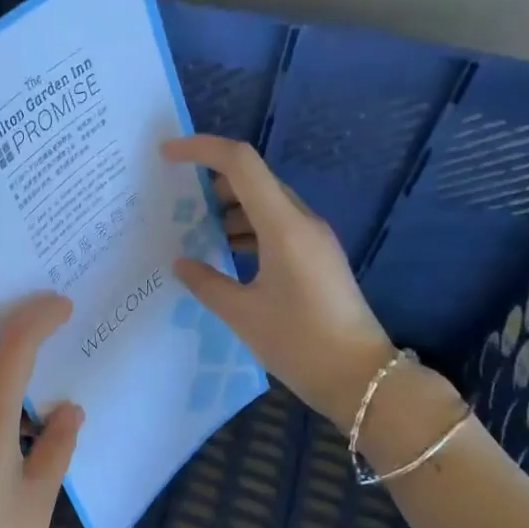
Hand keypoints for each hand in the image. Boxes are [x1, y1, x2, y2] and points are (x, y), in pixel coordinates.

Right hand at [162, 135, 394, 415]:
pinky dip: (247, 229)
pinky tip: (225, 254)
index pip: (240, 163)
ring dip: (229, 208)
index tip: (166, 154)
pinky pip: (277, 226)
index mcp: (283, 226)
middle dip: (211, 181)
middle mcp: (302, 222)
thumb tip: (181, 263)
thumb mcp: (242, 314)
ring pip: (265, 203)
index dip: (201, 149)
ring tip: (194, 231)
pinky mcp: (318, 257)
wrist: (363, 378)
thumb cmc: (300, 343)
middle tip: (175, 200)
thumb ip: (205, 283)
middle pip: (254, 179)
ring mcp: (314, 239)